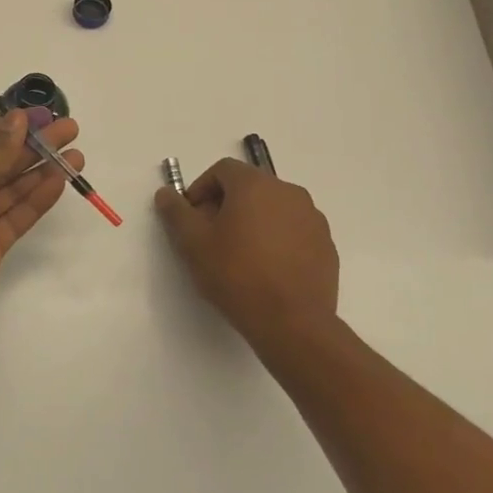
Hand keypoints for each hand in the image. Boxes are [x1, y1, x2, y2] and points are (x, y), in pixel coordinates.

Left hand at [0, 109, 83, 339]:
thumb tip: (17, 120)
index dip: (14, 126)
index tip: (45, 116)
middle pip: (1, 162)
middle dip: (35, 147)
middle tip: (71, 131)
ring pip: (12, 190)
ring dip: (42, 172)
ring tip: (76, 157)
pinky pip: (16, 216)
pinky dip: (37, 200)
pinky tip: (59, 183)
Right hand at [155, 158, 339, 348]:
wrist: (293, 323)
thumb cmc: (236, 275)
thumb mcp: (193, 244)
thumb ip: (176, 213)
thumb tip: (166, 194)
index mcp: (255, 185)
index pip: (222, 170)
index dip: (201, 189)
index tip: (192, 217)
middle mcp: (289, 192)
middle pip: (249, 187)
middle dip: (226, 205)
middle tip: (211, 237)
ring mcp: (312, 218)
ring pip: (273, 208)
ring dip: (253, 221)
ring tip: (239, 255)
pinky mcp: (326, 245)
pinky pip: (294, 230)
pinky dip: (276, 239)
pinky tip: (266, 269)